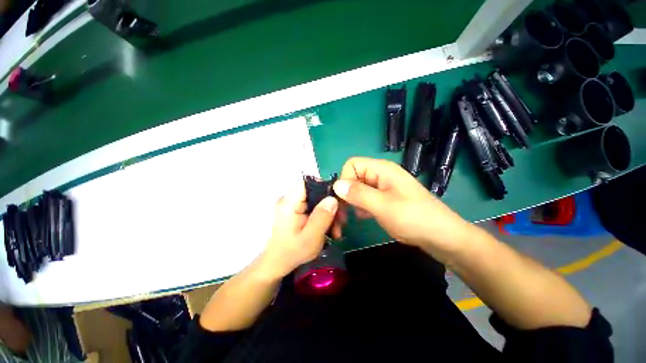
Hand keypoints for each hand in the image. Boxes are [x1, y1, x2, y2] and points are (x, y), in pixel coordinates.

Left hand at [260, 182, 337, 278]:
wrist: (277, 263)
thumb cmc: (292, 252)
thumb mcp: (311, 237)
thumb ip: (322, 217)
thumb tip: (333, 198)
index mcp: (289, 203)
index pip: (307, 182)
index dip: (324, 186)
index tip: (338, 200)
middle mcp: (289, 199)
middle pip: (315, 192)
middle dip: (331, 205)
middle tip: (342, 220)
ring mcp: (292, 205)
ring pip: (316, 200)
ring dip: (329, 213)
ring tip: (337, 230)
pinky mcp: (296, 211)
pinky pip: (313, 207)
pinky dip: (322, 216)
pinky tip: (329, 229)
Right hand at [332, 157, 475, 262]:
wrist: (440, 236)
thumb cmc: (413, 218)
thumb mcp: (383, 205)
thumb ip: (358, 194)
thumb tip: (336, 185)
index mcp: (381, 169)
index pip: (352, 165)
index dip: (345, 180)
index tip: (345, 199)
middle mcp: (380, 174)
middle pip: (353, 177)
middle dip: (346, 194)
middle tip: (343, 214)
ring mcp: (383, 187)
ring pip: (358, 188)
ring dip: (352, 202)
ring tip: (357, 216)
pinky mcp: (384, 198)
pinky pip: (365, 197)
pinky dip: (361, 206)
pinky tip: (365, 216)